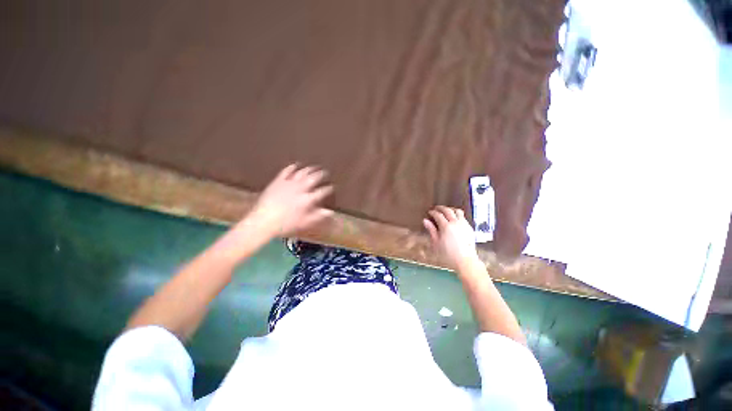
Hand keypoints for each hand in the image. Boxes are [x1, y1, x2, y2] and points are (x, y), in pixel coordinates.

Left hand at [246, 164, 333, 238]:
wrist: (263, 221)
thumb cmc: (286, 224)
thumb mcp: (305, 222)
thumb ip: (318, 216)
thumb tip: (331, 212)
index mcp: (308, 199)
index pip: (322, 191)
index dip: (328, 188)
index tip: (331, 187)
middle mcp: (301, 188)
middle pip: (314, 178)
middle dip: (321, 174)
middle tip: (325, 172)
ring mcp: (289, 183)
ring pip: (302, 172)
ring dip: (309, 169)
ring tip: (314, 167)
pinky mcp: (278, 181)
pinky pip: (287, 171)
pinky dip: (292, 167)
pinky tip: (295, 165)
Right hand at [423, 206, 478, 270]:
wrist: (465, 261)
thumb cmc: (448, 254)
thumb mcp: (436, 243)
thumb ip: (431, 230)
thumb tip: (425, 220)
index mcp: (446, 226)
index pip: (438, 215)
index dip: (433, 212)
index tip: (430, 212)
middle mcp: (455, 223)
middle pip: (448, 210)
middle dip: (441, 208)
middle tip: (436, 208)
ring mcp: (464, 224)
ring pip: (457, 211)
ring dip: (451, 209)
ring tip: (447, 211)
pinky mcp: (469, 228)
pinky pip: (463, 217)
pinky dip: (457, 215)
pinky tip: (455, 219)